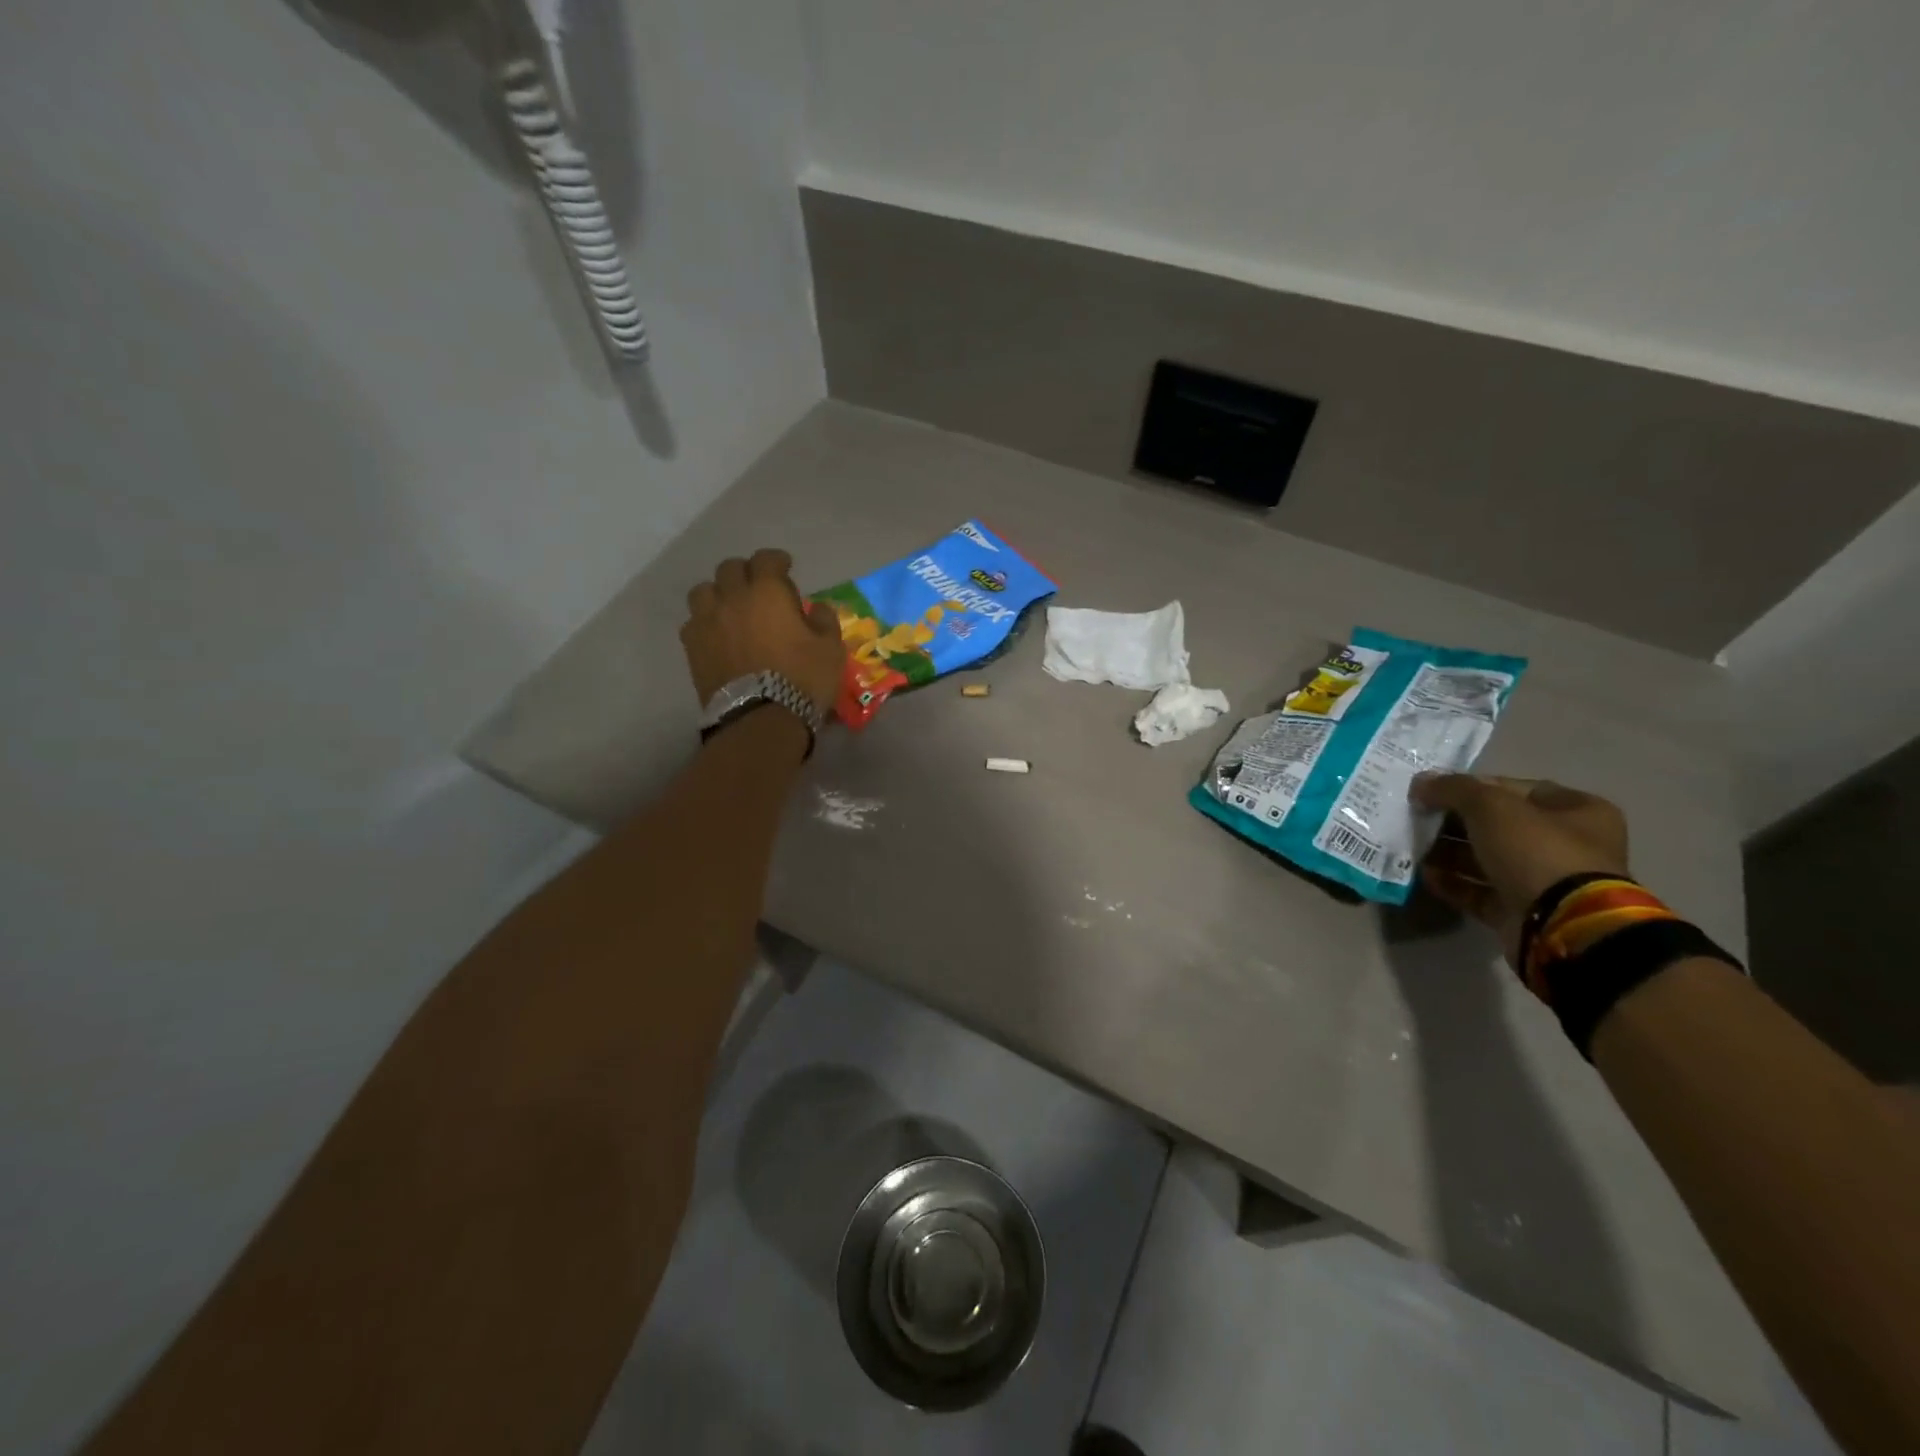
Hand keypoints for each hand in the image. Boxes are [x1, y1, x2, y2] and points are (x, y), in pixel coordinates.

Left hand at [681, 548, 845, 715]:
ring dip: (719, 593)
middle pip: (730, 569)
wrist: (761, 718)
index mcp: (767, 592)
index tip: (785, 567)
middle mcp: (732, 598)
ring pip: (703, 591)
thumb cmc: (802, 679)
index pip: (766, 560)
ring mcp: (707, 622)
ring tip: (731, 608)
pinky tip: (717, 634)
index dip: (776, 560)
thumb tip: (816, 609)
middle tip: (759, 588)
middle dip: (746, 572)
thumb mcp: (831, 648)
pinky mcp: (693, 647)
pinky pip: (693, 622)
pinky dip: (705, 621)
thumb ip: (824, 620)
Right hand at [1409, 774, 1630, 967]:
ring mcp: (1543, 881)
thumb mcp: (1491, 806)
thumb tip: (1421, 783)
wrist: (1563, 925)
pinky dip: (1452, 883)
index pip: (1514, 789)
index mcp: (1576, 811)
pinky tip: (1424, 874)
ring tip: (1412, 846)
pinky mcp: (1521, 912)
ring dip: (1447, 853)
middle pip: (1497, 826)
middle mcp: (1565, 845)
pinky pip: (1479, 891)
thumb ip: (1453, 789)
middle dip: (1454, 822)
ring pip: (1485, 860)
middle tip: (1417, 819)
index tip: (1433, 791)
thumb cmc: (1536, 851)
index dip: (1471, 786)